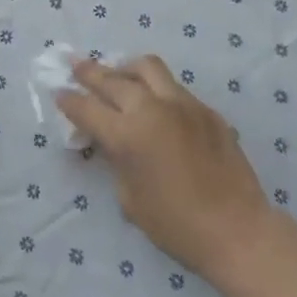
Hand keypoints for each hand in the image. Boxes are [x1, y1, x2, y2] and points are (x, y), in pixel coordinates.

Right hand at [55, 55, 271, 280]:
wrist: (237, 231)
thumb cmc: (176, 225)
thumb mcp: (129, 197)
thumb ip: (115, 160)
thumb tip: (110, 141)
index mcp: (127, 135)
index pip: (86, 108)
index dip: (68, 100)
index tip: (59, 92)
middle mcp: (151, 109)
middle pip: (111, 79)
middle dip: (88, 71)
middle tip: (75, 65)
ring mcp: (182, 104)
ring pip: (146, 67)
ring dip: (125, 68)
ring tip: (118, 74)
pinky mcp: (205, 109)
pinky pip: (174, 88)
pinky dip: (157, 89)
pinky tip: (156, 106)